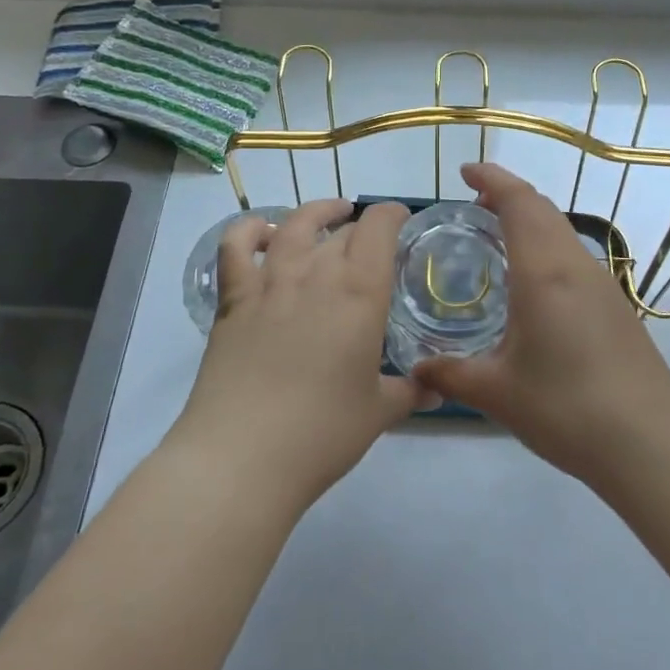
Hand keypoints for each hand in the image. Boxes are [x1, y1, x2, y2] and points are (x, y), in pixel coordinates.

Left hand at [174, 199, 418, 509]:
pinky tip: (264, 234)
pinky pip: (236, 247)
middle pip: (342, 229)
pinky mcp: (233, 300)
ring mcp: (270, 282)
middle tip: (371, 245)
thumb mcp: (378, 412)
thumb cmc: (322, 432)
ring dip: (315, 213)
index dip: (392, 214)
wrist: (243, 456)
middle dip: (361, 228)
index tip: (401, 220)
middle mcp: (316, 273)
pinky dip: (250, 230)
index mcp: (361, 292)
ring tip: (328, 215)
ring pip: (294, 226)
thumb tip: (436, 391)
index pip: (379, 227)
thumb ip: (410, 392)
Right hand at [412, 164, 669, 485]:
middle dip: (508, 193)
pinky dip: (547, 245)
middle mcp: (576, 266)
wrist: (649, 443)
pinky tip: (533, 283)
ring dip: (531, 219)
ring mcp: (603, 284)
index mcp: (544, 272)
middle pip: (543, 208)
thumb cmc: (567, 409)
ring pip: (562, 231)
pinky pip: (575, 256)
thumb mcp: (497, 393)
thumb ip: (450, 374)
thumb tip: (416, 368)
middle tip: (473, 203)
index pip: (519, 202)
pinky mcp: (617, 305)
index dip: (492, 178)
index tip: (466, 171)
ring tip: (498, 237)